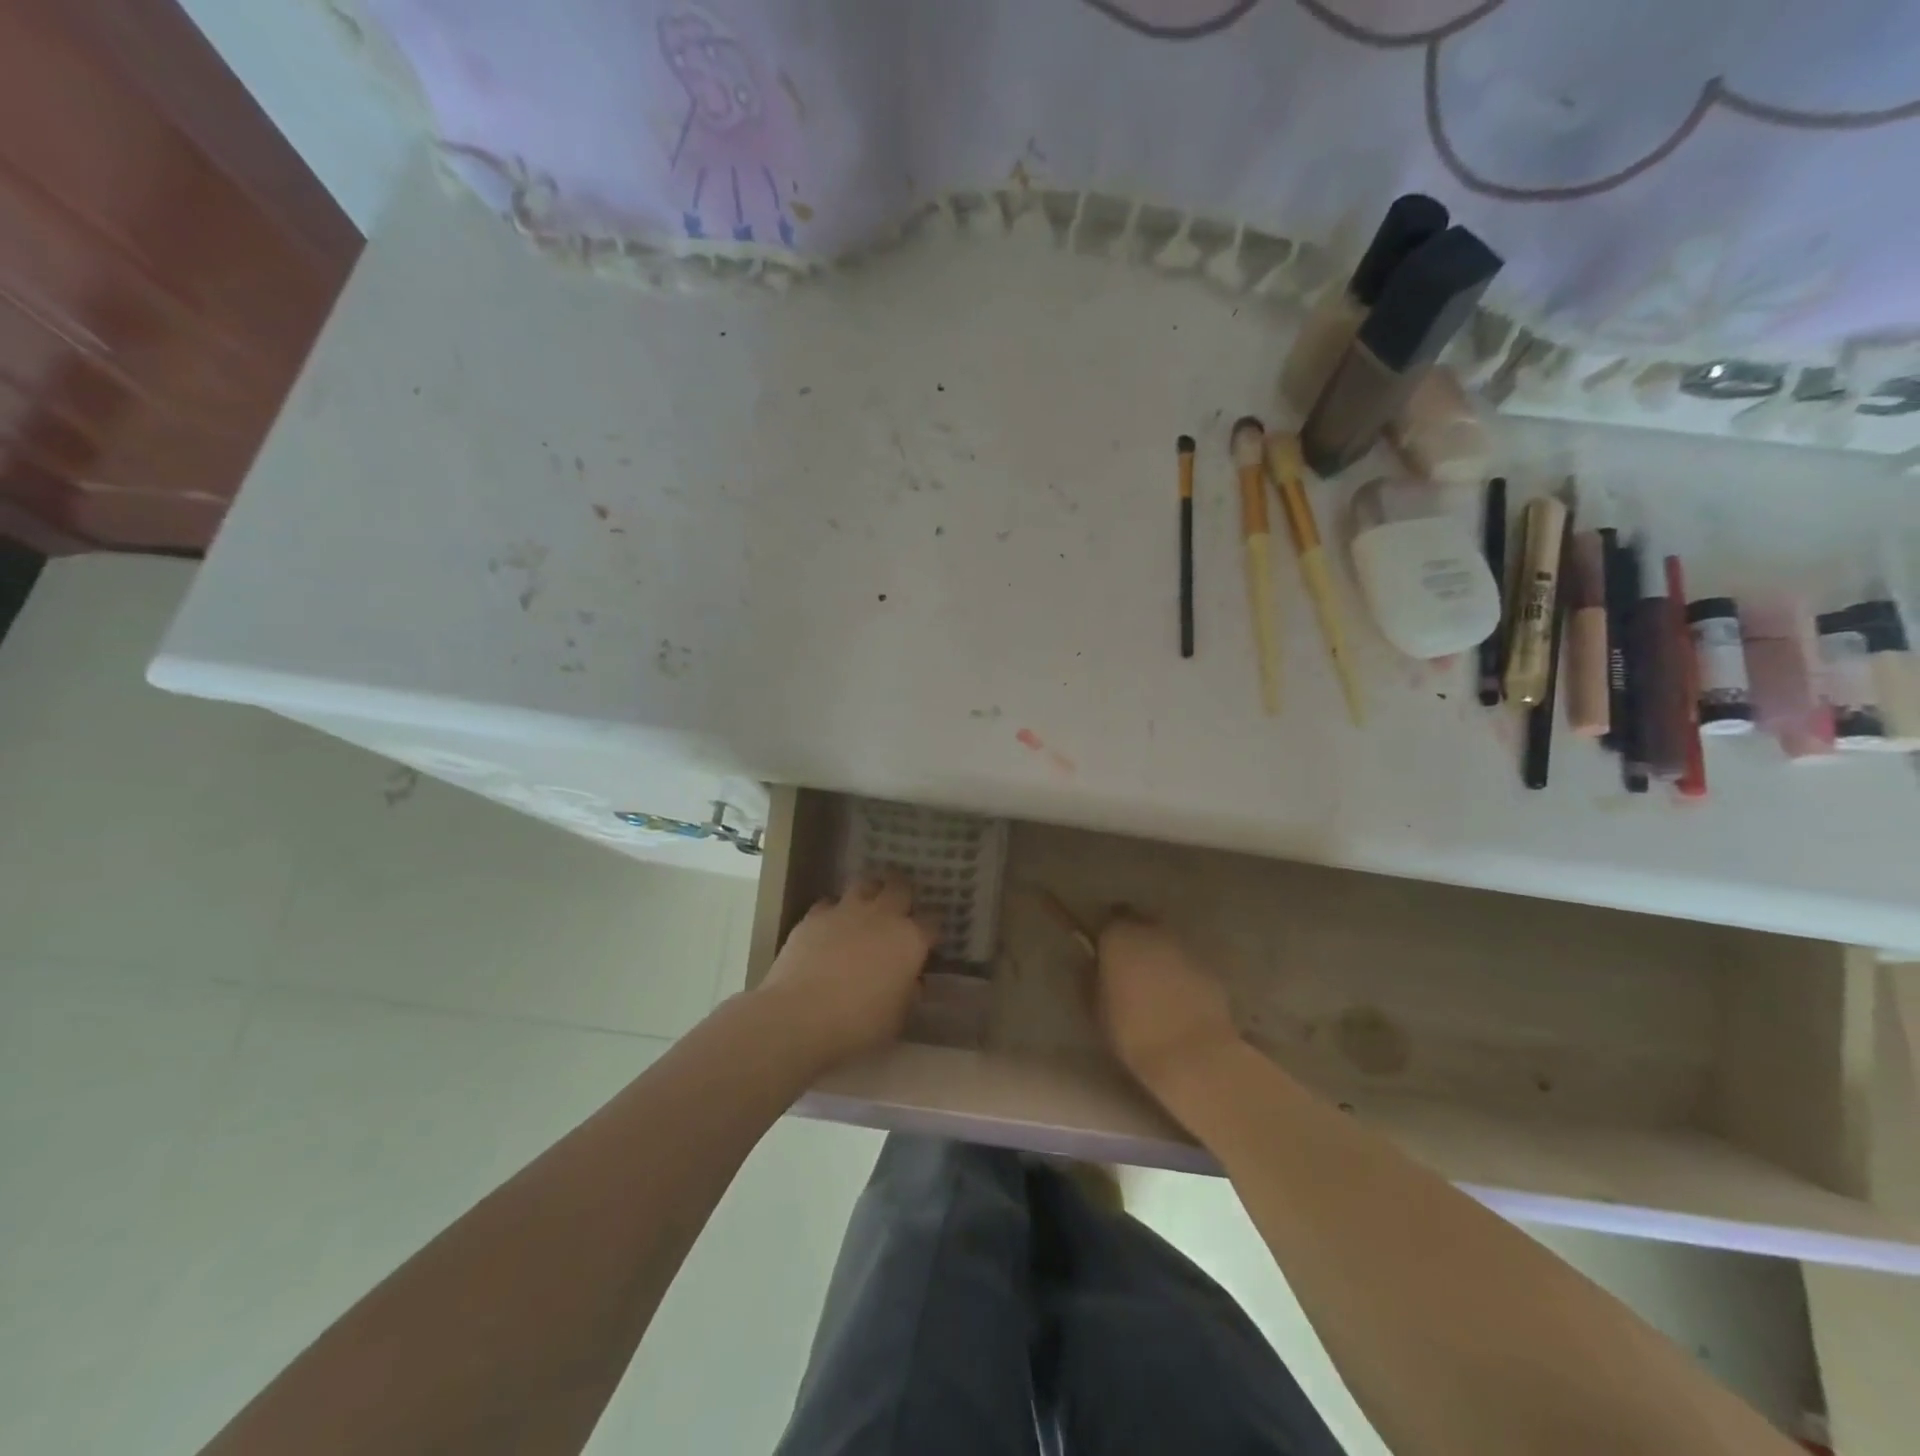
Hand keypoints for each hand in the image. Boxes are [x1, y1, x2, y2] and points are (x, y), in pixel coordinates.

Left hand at [758, 873, 935, 1066]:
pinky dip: (833, 912)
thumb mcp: (897, 1018)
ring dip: (870, 893)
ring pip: (865, 884)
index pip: (932, 922)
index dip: (931, 930)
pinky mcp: (814, 916)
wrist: (799, 1016)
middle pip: (900, 887)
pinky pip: (829, 903)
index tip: (928, 940)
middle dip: (903, 894)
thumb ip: (908, 993)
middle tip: (899, 910)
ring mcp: (846, 910)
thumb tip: (912, 981)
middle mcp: (882, 916)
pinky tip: (830, 928)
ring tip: (866, 909)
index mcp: (910, 940)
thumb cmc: (858, 1023)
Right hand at [1095, 912, 1241, 1092]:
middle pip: (1141, 922)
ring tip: (1152, 982)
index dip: (1106, 933)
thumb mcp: (1096, 1008)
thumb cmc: (1133, 1031)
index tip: (1102, 950)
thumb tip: (1090, 964)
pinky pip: (1186, 962)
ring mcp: (1185, 947)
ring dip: (1158, 953)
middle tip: (1127, 963)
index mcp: (1120, 936)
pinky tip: (1176, 997)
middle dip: (1134, 936)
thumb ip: (1090, 978)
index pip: (1109, 919)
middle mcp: (1153, 931)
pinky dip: (1180, 971)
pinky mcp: (1209, 968)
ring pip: (1166, 940)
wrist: (1192, 1054)